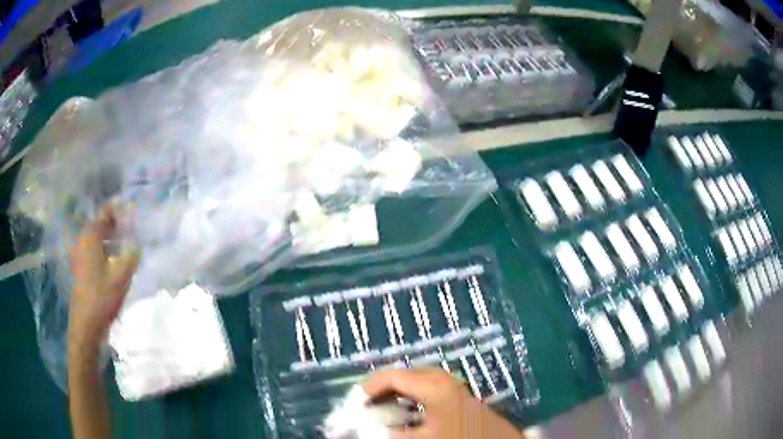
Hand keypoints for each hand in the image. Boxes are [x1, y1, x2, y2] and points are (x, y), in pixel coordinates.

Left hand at [68, 206, 138, 353]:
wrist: (86, 325)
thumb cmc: (102, 297)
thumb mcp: (121, 276)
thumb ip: (131, 256)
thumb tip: (136, 245)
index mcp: (90, 236)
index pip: (105, 212)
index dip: (119, 209)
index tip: (134, 211)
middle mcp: (83, 240)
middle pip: (100, 223)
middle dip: (116, 224)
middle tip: (133, 229)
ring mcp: (80, 254)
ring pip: (97, 238)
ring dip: (111, 238)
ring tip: (126, 245)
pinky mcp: (80, 267)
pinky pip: (94, 249)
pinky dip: (105, 249)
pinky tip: (115, 261)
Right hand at [362, 369, 523, 438]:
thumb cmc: (460, 438)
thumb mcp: (422, 438)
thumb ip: (391, 433)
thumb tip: (366, 427)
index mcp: (432, 385)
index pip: (390, 376)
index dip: (367, 388)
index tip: (354, 406)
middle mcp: (440, 379)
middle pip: (401, 376)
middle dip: (380, 391)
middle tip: (365, 408)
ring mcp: (449, 385)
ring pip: (412, 383)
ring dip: (393, 395)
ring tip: (380, 412)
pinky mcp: (454, 394)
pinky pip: (423, 390)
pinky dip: (407, 399)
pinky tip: (404, 414)